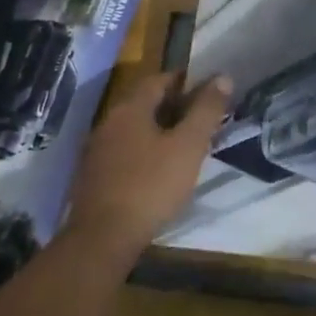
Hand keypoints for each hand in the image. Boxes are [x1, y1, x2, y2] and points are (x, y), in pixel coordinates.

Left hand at [61, 70, 230, 262]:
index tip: (208, 90)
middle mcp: (109, 122)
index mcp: (131, 109)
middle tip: (203, 118)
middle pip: (145, 103)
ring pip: (135, 129)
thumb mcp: (189, 145)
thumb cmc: (151, 185)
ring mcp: (97, 150)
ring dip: (160, 130)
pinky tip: (160, 170)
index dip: (185, 81)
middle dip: (175, 106)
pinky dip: (145, 151)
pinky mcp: (93, 176)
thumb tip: (222, 77)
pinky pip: (125, 151)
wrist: (103, 238)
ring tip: (186, 145)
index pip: (159, 80)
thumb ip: (206, 110)